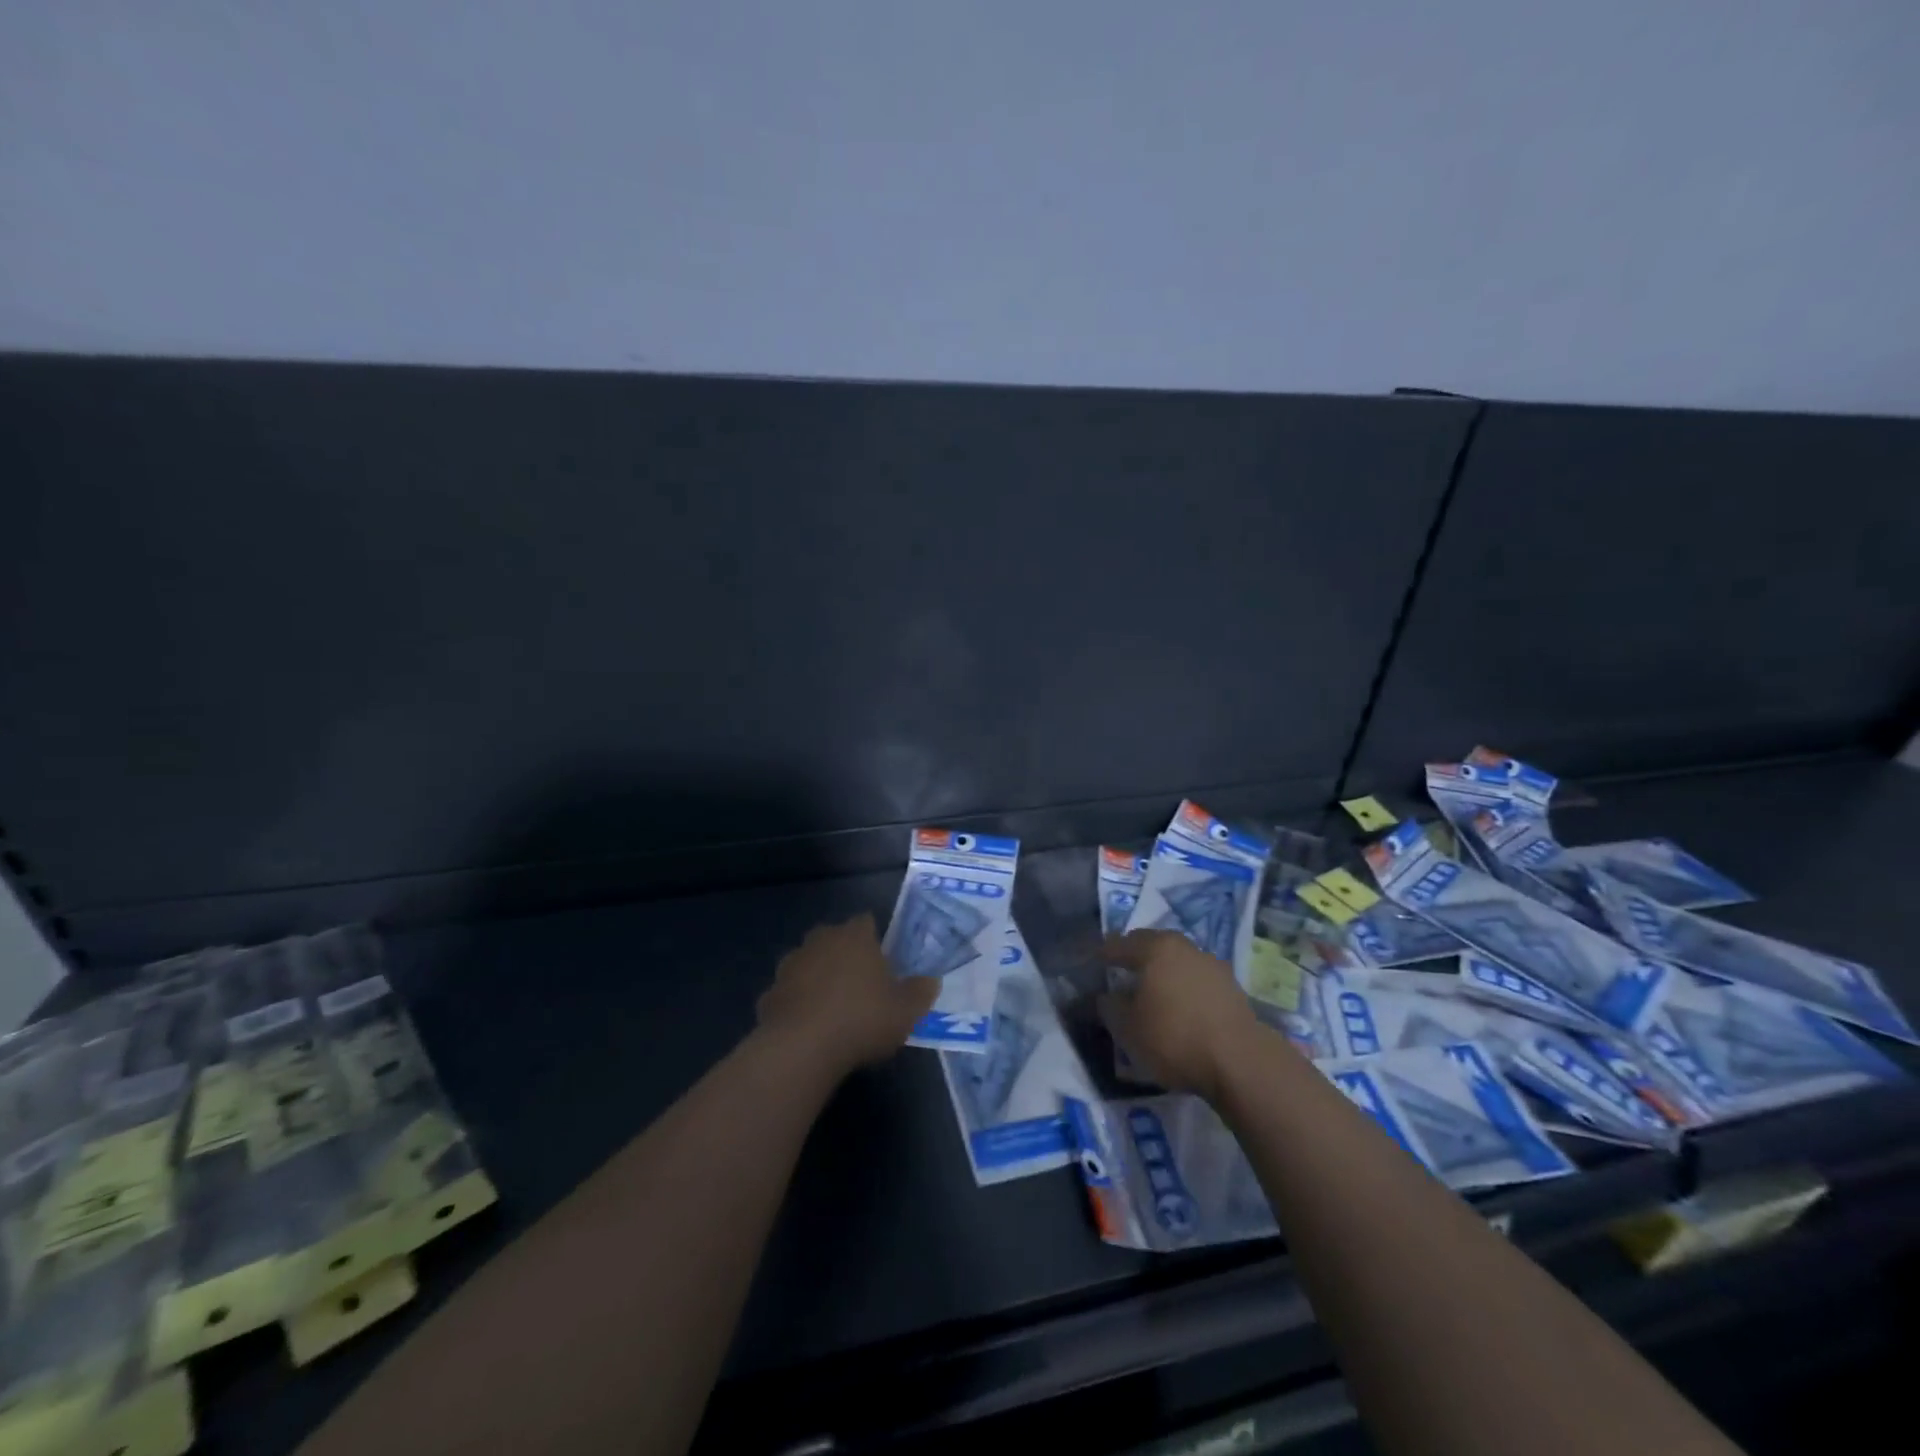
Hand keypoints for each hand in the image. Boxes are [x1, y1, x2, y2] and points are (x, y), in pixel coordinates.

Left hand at [756, 914, 939, 1079]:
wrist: (801, 1049)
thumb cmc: (862, 1019)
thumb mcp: (906, 1011)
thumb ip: (921, 992)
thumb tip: (930, 981)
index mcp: (854, 936)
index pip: (866, 921)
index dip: (876, 938)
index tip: (884, 960)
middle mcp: (820, 940)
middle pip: (835, 938)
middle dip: (845, 954)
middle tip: (860, 983)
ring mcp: (791, 965)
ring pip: (809, 963)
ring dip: (818, 977)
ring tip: (833, 1007)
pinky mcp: (769, 993)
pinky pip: (790, 992)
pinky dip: (798, 1003)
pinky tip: (809, 1027)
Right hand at [1100, 930, 1263, 1103]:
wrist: (1240, 1062)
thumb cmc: (1174, 1038)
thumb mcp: (1127, 1028)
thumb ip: (1111, 1007)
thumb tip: (1107, 996)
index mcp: (1155, 948)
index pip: (1120, 944)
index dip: (1104, 954)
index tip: (1093, 962)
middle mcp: (1184, 947)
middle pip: (1152, 945)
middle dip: (1135, 955)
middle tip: (1121, 970)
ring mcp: (1212, 965)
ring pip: (1177, 961)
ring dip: (1162, 971)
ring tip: (1152, 991)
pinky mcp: (1231, 988)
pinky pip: (1196, 979)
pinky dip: (1183, 987)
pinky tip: (1179, 1006)